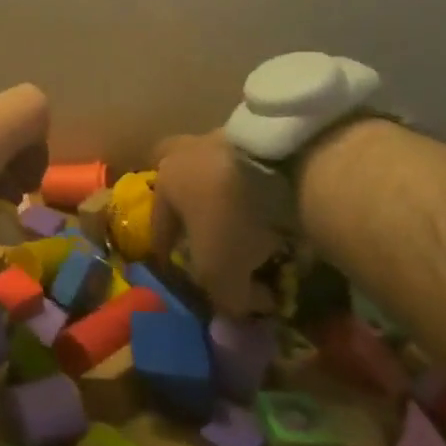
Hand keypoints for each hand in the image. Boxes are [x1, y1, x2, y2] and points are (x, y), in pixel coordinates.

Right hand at [151, 130, 275, 318]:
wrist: (283, 161)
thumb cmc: (231, 215)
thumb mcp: (220, 271)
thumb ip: (224, 298)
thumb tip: (241, 308)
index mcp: (165, 182)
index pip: (160, 227)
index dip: (169, 257)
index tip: (180, 275)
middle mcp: (186, 155)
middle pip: (186, 192)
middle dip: (197, 218)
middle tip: (213, 242)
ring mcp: (224, 140)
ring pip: (222, 181)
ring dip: (235, 207)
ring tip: (259, 236)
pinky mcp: (260, 136)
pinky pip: (258, 176)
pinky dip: (267, 199)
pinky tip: (285, 220)